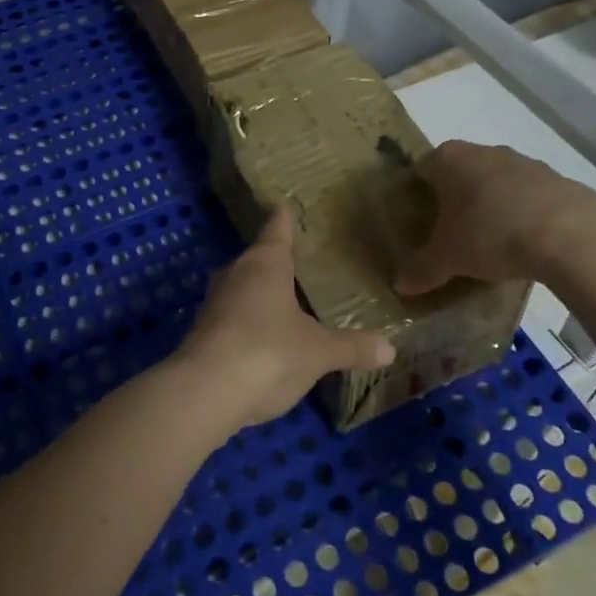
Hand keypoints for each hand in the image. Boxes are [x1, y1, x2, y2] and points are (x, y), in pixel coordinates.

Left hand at [173, 208, 395, 429]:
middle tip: (304, 260)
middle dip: (277, 260)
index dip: (284, 218)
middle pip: (258, 258)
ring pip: (244, 287)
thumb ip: (352, 347)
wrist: (205, 391)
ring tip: (290, 298)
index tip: (286, 205)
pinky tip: (268, 335)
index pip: (276, 229)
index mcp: (265, 263)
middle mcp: (236, 273)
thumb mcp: (318, 352)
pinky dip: (251, 319)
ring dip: (262, 292)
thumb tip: (390, 348)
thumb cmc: (268, 352)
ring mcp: (216, 302)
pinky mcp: (204, 331)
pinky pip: (235, 314)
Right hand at [393, 140, 595, 294]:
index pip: (422, 169)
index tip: (419, 221)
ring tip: (489, 242)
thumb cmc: (491, 234)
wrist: (571, 234)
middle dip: (455, 199)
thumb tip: (399, 285)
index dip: (417, 194)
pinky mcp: (557, 179)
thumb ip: (421, 269)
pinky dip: (522, 214)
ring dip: (491, 205)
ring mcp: (524, 162)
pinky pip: (528, 196)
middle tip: (451, 234)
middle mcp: (484, 151)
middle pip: (460, 173)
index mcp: (449, 159)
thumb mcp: (448, 258)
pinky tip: (524, 244)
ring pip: (496, 182)